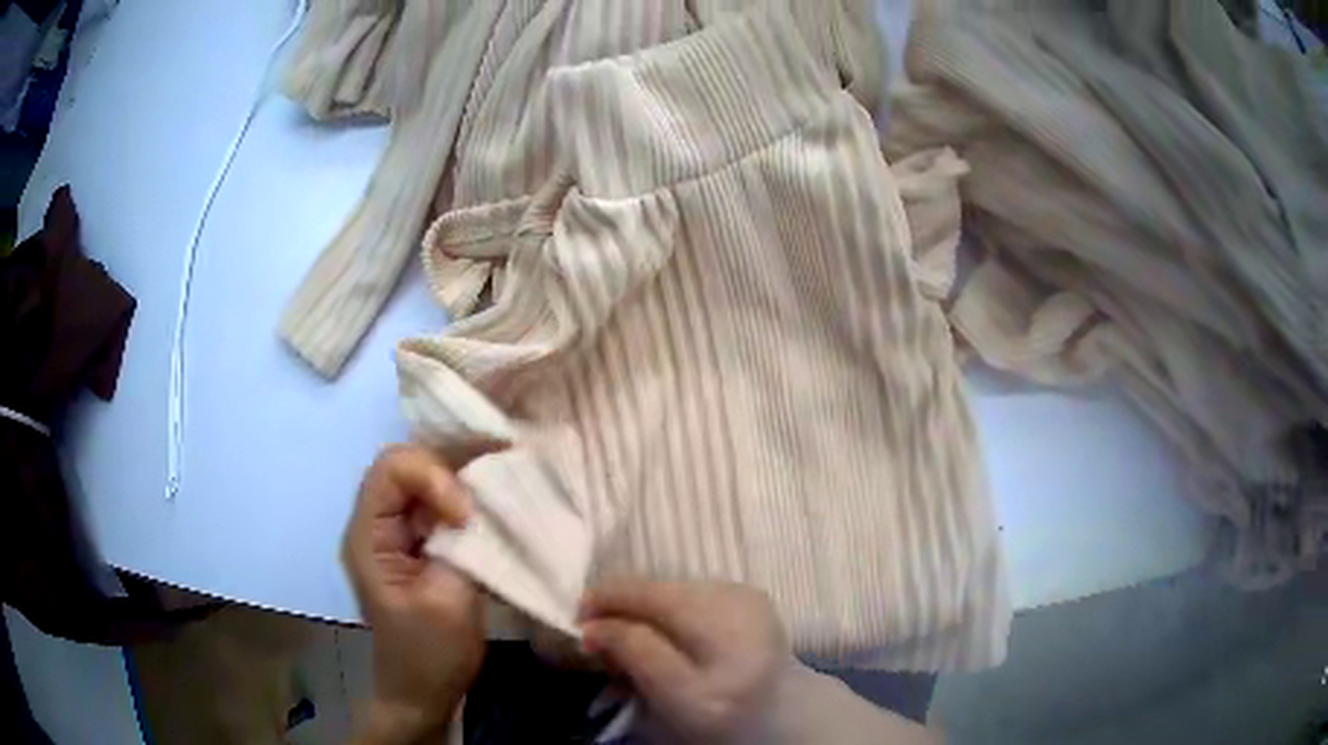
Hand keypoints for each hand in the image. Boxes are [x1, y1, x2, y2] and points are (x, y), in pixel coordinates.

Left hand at [344, 445, 485, 742]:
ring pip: (425, 481)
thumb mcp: (449, 602)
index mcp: (368, 536)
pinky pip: (438, 507)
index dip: (433, 478)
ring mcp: (396, 534)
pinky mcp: (417, 545)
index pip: (392, 469)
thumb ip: (462, 547)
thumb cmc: (430, 655)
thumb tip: (481, 506)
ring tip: (494, 503)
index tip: (466, 518)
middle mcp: (376, 523)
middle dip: (450, 474)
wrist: (421, 692)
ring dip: (461, 487)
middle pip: (407, 465)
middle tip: (486, 503)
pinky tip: (489, 519)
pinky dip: (465, 505)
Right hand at [579, 580, 789, 742]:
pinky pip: (690, 597)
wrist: (786, 716)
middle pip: (654, 589)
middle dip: (620, 612)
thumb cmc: (728, 716)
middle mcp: (733, 595)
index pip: (640, 592)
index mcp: (717, 621)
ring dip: (643, 613)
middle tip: (602, 646)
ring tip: (634, 644)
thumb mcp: (677, 699)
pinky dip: (669, 614)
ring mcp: (745, 593)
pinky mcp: (750, 597)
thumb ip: (635, 655)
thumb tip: (593, 626)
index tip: (577, 630)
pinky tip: (670, 639)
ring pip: (670, 592)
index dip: (600, 604)